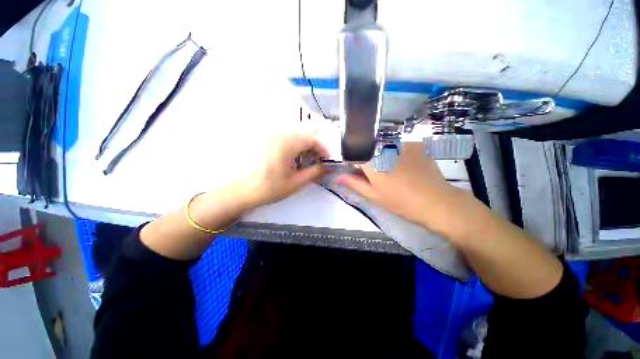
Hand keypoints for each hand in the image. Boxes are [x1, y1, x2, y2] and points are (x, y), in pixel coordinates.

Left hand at [236, 133, 328, 209]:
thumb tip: (327, 167)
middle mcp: (278, 135)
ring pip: (294, 138)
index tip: (327, 160)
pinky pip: (284, 140)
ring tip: (306, 163)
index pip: (312, 139)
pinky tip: (292, 161)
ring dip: (304, 148)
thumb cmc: (268, 188)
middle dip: (314, 148)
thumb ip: (314, 173)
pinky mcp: (263, 141)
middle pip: (303, 136)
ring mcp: (269, 137)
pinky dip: (293, 148)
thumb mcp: (295, 183)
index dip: (323, 148)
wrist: (238, 191)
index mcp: (286, 144)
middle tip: (317, 162)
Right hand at [336, 142, 484, 238]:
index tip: (355, 169)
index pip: (353, 154)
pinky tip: (404, 164)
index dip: (353, 161)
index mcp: (372, 164)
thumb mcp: (375, 196)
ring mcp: (401, 144)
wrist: (437, 202)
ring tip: (392, 170)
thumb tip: (338, 177)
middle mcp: (384, 149)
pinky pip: (397, 144)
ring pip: (382, 145)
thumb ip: (355, 183)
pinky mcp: (414, 143)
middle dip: (367, 158)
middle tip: (376, 173)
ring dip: (381, 155)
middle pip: (367, 148)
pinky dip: (395, 152)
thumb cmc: (402, 203)